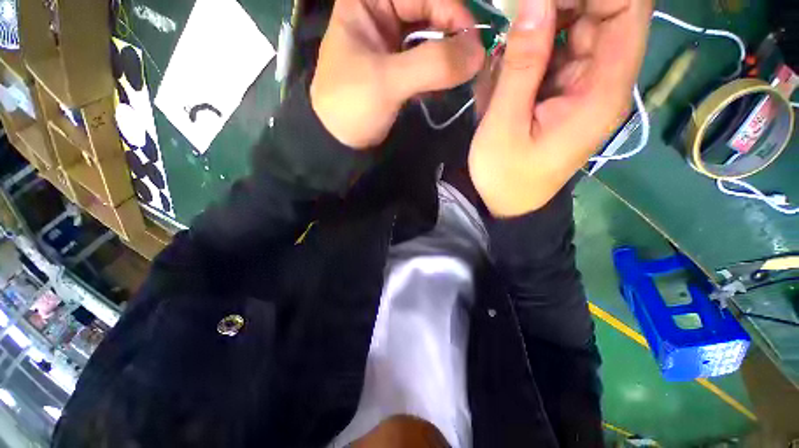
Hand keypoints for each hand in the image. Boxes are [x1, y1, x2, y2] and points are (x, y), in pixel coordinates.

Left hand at [310, 0, 484, 148]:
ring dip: (452, 55)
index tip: (474, 43)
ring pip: (433, 37)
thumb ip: (432, 64)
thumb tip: (479, 53)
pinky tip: (451, 83)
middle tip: (475, 61)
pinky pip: (429, 60)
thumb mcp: (386, 81)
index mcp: (369, 1)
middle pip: (431, 11)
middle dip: (455, 35)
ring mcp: (393, 43)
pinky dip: (442, 71)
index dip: (453, 11)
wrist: (338, 141)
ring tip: (467, 73)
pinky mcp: (400, 68)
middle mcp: (382, 14)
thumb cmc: (351, 105)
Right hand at [469, 0, 652, 216]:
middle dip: (560, 3)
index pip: (627, 10)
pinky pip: (558, 50)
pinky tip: (508, 63)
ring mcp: (585, 85)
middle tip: (516, 13)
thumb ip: (521, 66)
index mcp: (602, 91)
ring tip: (508, 46)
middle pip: (604, 13)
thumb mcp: (505, 126)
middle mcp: (604, 81)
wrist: (509, 202)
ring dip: (543, 24)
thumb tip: (534, 2)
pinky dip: (534, 46)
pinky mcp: (566, 92)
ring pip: (578, 28)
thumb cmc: (506, 175)